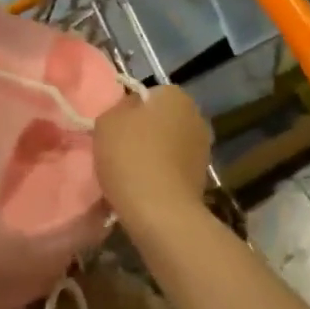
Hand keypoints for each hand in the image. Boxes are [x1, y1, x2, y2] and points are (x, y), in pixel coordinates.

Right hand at [93, 86, 211, 238]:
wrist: (160, 213)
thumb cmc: (131, 157)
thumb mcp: (107, 121)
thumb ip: (117, 108)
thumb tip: (130, 110)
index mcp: (175, 95)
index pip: (147, 94)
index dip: (128, 111)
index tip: (114, 129)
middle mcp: (196, 116)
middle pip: (160, 120)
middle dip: (143, 132)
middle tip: (118, 150)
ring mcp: (203, 149)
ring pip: (167, 145)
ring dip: (152, 155)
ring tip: (128, 175)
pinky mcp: (202, 178)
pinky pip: (172, 169)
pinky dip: (160, 176)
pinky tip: (142, 190)